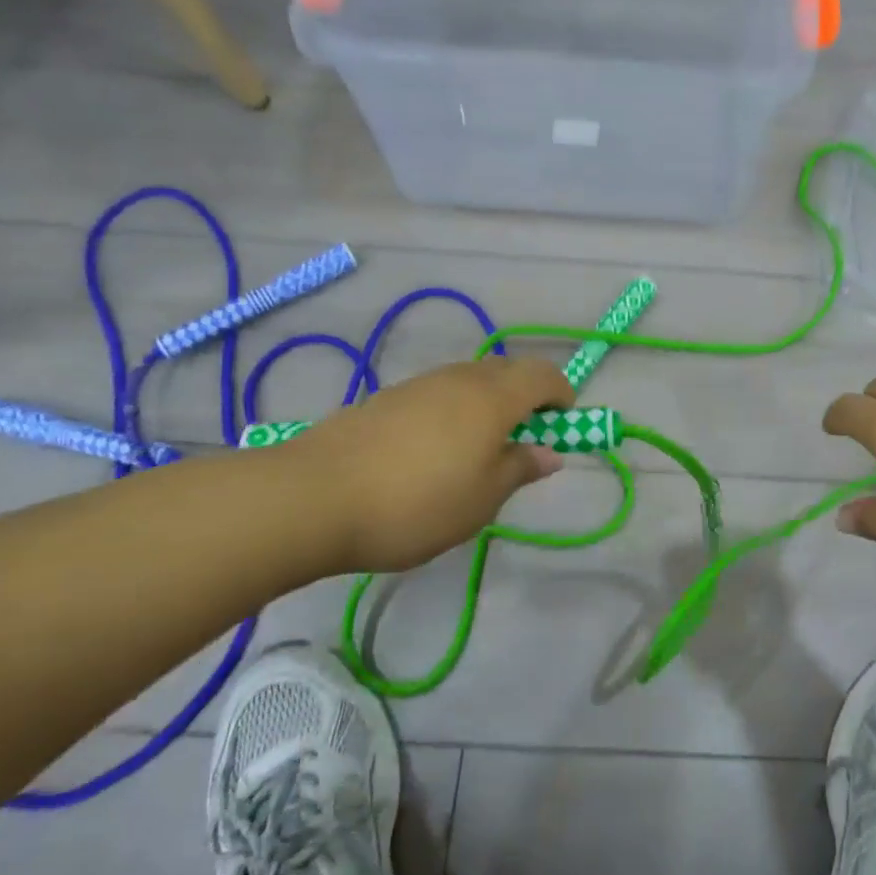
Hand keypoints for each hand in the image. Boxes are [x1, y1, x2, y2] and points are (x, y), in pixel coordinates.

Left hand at [282, 357, 574, 570]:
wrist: (313, 496)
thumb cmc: (416, 503)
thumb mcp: (481, 500)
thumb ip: (519, 469)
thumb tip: (550, 453)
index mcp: (493, 398)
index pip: (543, 375)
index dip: (561, 394)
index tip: (561, 425)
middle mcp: (460, 378)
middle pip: (508, 371)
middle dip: (527, 397)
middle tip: (523, 441)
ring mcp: (420, 384)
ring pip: (471, 381)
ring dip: (489, 404)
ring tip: (477, 452)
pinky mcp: (387, 398)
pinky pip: (438, 394)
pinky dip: (454, 411)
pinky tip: (433, 453)